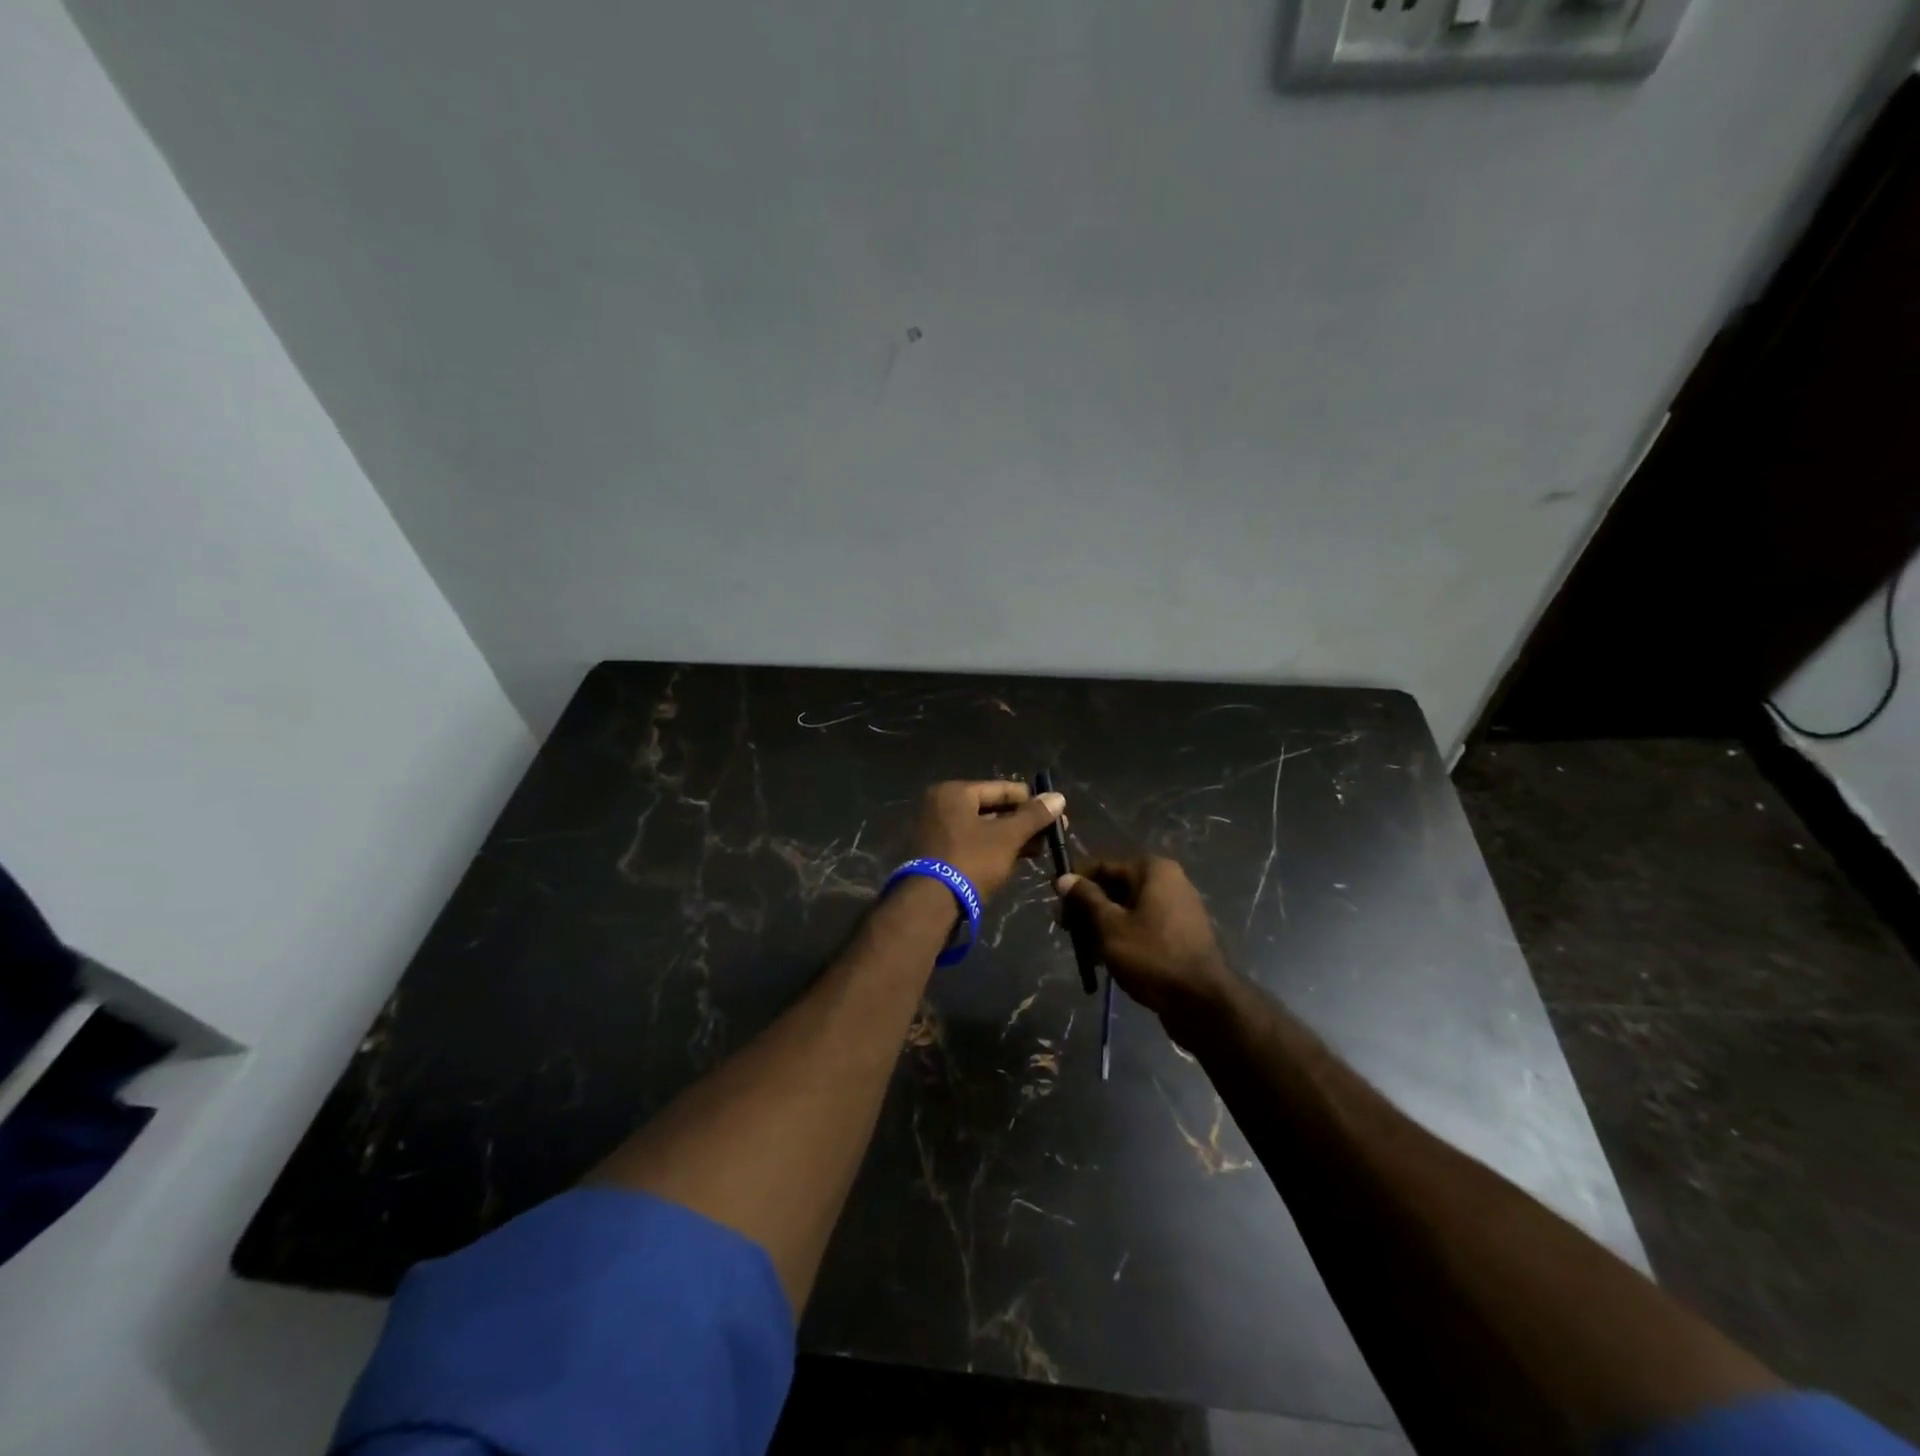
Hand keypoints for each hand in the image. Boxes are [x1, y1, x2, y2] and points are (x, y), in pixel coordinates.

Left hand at [910, 780, 1065, 903]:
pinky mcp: (938, 853)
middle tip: (1052, 834)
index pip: (1001, 788)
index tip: (1057, 813)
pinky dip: (995, 848)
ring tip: (1041, 849)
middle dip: (1023, 822)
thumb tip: (1058, 796)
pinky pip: (973, 842)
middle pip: (992, 808)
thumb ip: (1033, 816)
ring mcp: (937, 830)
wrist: (931, 904)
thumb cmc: (971, 861)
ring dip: (1012, 837)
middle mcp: (941, 805)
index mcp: (954, 792)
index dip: (1032, 800)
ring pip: (984, 828)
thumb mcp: (1007, 837)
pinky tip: (1019, 858)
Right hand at [1056, 858, 1238, 1023]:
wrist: (1202, 1002)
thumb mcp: (1110, 925)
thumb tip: (1064, 878)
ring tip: (1084, 949)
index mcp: (1153, 870)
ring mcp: (1178, 909)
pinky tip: (1105, 959)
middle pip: (1116, 888)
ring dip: (1103, 925)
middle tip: (1066, 930)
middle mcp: (1169, 882)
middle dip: (1088, 908)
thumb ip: (1086, 899)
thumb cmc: (1152, 955)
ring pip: (1128, 910)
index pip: (1103, 866)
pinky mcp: (1181, 935)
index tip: (1054, 900)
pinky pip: (1143, 926)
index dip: (1076, 882)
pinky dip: (1123, 937)